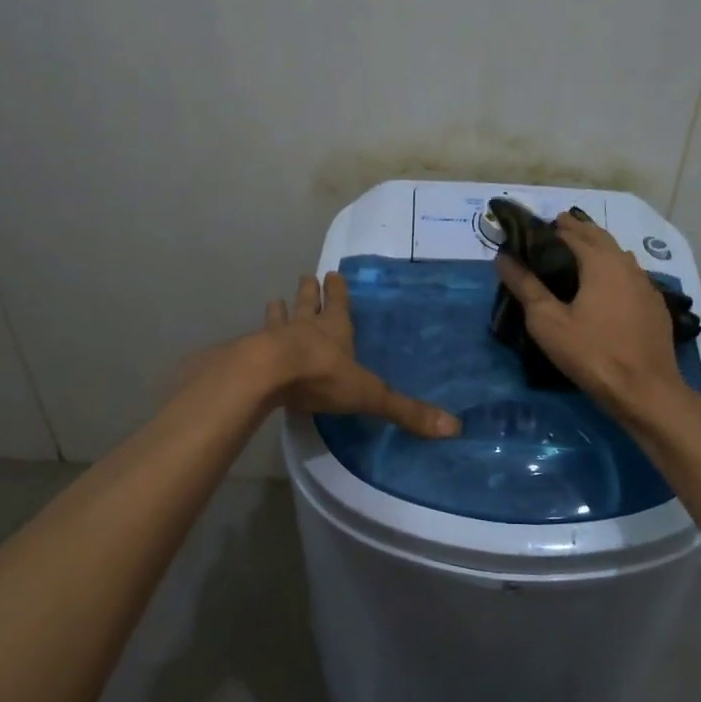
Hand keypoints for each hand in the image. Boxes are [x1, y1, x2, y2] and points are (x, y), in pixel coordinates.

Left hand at [260, 272, 459, 437]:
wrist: (268, 375)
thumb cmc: (322, 377)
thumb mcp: (369, 395)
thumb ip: (405, 411)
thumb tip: (453, 427)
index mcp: (335, 330)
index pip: (339, 304)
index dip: (338, 291)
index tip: (333, 274)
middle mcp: (305, 327)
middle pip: (308, 303)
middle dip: (310, 291)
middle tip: (308, 277)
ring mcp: (275, 337)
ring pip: (279, 317)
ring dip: (279, 310)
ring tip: (275, 300)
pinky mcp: (252, 353)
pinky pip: (254, 341)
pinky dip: (253, 339)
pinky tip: (247, 340)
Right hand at [495, 213, 693, 421]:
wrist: (646, 391)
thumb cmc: (592, 353)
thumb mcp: (548, 322)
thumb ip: (525, 286)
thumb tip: (503, 258)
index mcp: (600, 261)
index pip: (570, 232)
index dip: (548, 230)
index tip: (529, 232)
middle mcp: (626, 264)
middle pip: (598, 237)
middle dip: (575, 231)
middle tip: (552, 233)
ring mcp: (646, 284)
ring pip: (617, 255)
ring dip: (597, 248)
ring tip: (576, 254)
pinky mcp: (655, 305)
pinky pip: (630, 275)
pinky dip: (613, 270)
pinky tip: (606, 286)